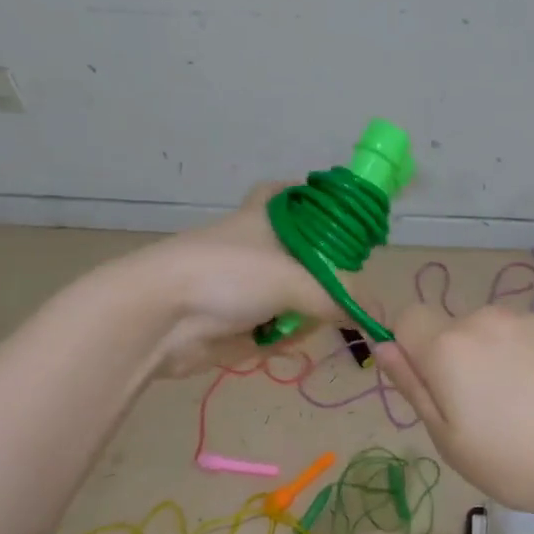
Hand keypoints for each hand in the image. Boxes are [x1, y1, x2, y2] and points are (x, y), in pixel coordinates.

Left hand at [135, 182, 345, 376]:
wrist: (158, 317)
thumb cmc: (227, 275)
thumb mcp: (294, 280)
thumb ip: (339, 298)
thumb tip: (374, 315)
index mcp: (267, 218)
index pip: (293, 193)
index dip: (317, 201)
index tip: (342, 219)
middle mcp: (256, 247)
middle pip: (303, 255)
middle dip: (324, 277)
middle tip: (341, 287)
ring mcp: (244, 286)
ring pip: (293, 296)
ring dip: (305, 312)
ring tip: (306, 320)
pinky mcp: (235, 321)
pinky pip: (275, 327)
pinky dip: (282, 335)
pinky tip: (281, 340)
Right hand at [373, 303, 533, 526]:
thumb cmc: (515, 462)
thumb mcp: (448, 439)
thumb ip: (412, 385)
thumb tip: (384, 346)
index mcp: (448, 345)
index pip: (406, 318)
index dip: (410, 349)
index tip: (432, 387)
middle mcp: (485, 319)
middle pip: (450, 328)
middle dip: (454, 358)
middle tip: (479, 411)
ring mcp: (528, 321)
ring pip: (490, 332)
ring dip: (492, 357)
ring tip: (520, 407)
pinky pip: (525, 337)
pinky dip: (526, 358)